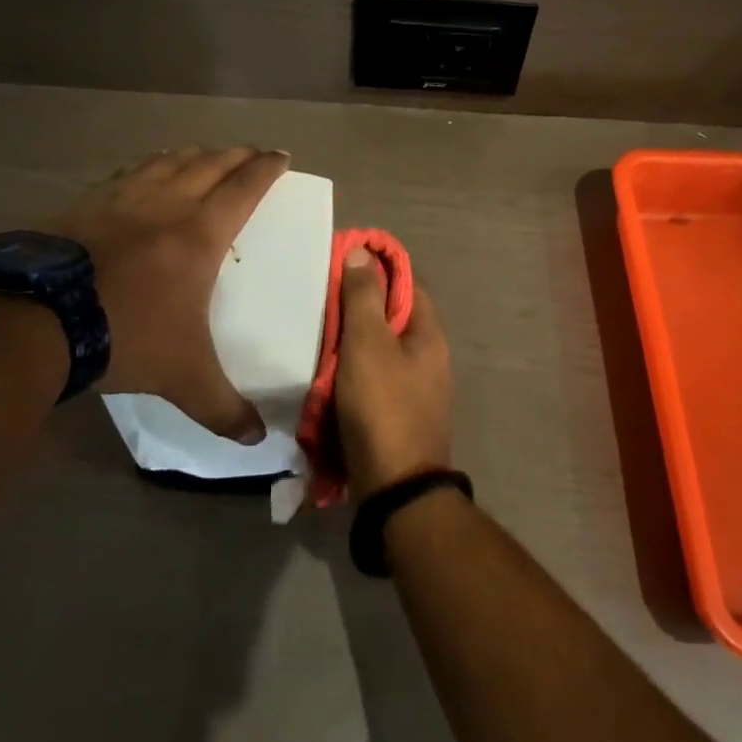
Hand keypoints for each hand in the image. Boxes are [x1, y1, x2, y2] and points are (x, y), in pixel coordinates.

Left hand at [48, 146, 287, 442]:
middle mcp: (167, 204)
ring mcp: (123, 198)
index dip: (266, 168)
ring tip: (205, 154)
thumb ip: (222, 407)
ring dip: (195, 154)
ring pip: (169, 160)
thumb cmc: (124, 337)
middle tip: (252, 153)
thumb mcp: (182, 377)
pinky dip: (150, 165)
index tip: (281, 156)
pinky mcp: (86, 202)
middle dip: (237, 155)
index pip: (244, 187)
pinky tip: (145, 172)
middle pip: (210, 164)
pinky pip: (129, 172)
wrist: (34, 320)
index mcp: (200, 235)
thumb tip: (258, 441)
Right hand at [333, 247, 453, 496]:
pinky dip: (348, 371)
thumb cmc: (383, 408)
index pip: (406, 281)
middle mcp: (427, 356)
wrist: (395, 490)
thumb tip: (362, 251)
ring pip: (378, 349)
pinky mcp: (395, 414)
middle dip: (357, 305)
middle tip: (318, 297)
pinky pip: (370, 378)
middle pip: (390, 315)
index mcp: (428, 334)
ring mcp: (414, 388)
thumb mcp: (368, 345)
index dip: (377, 266)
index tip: (342, 259)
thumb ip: (363, 297)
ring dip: (349, 340)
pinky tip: (322, 372)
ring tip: (313, 330)